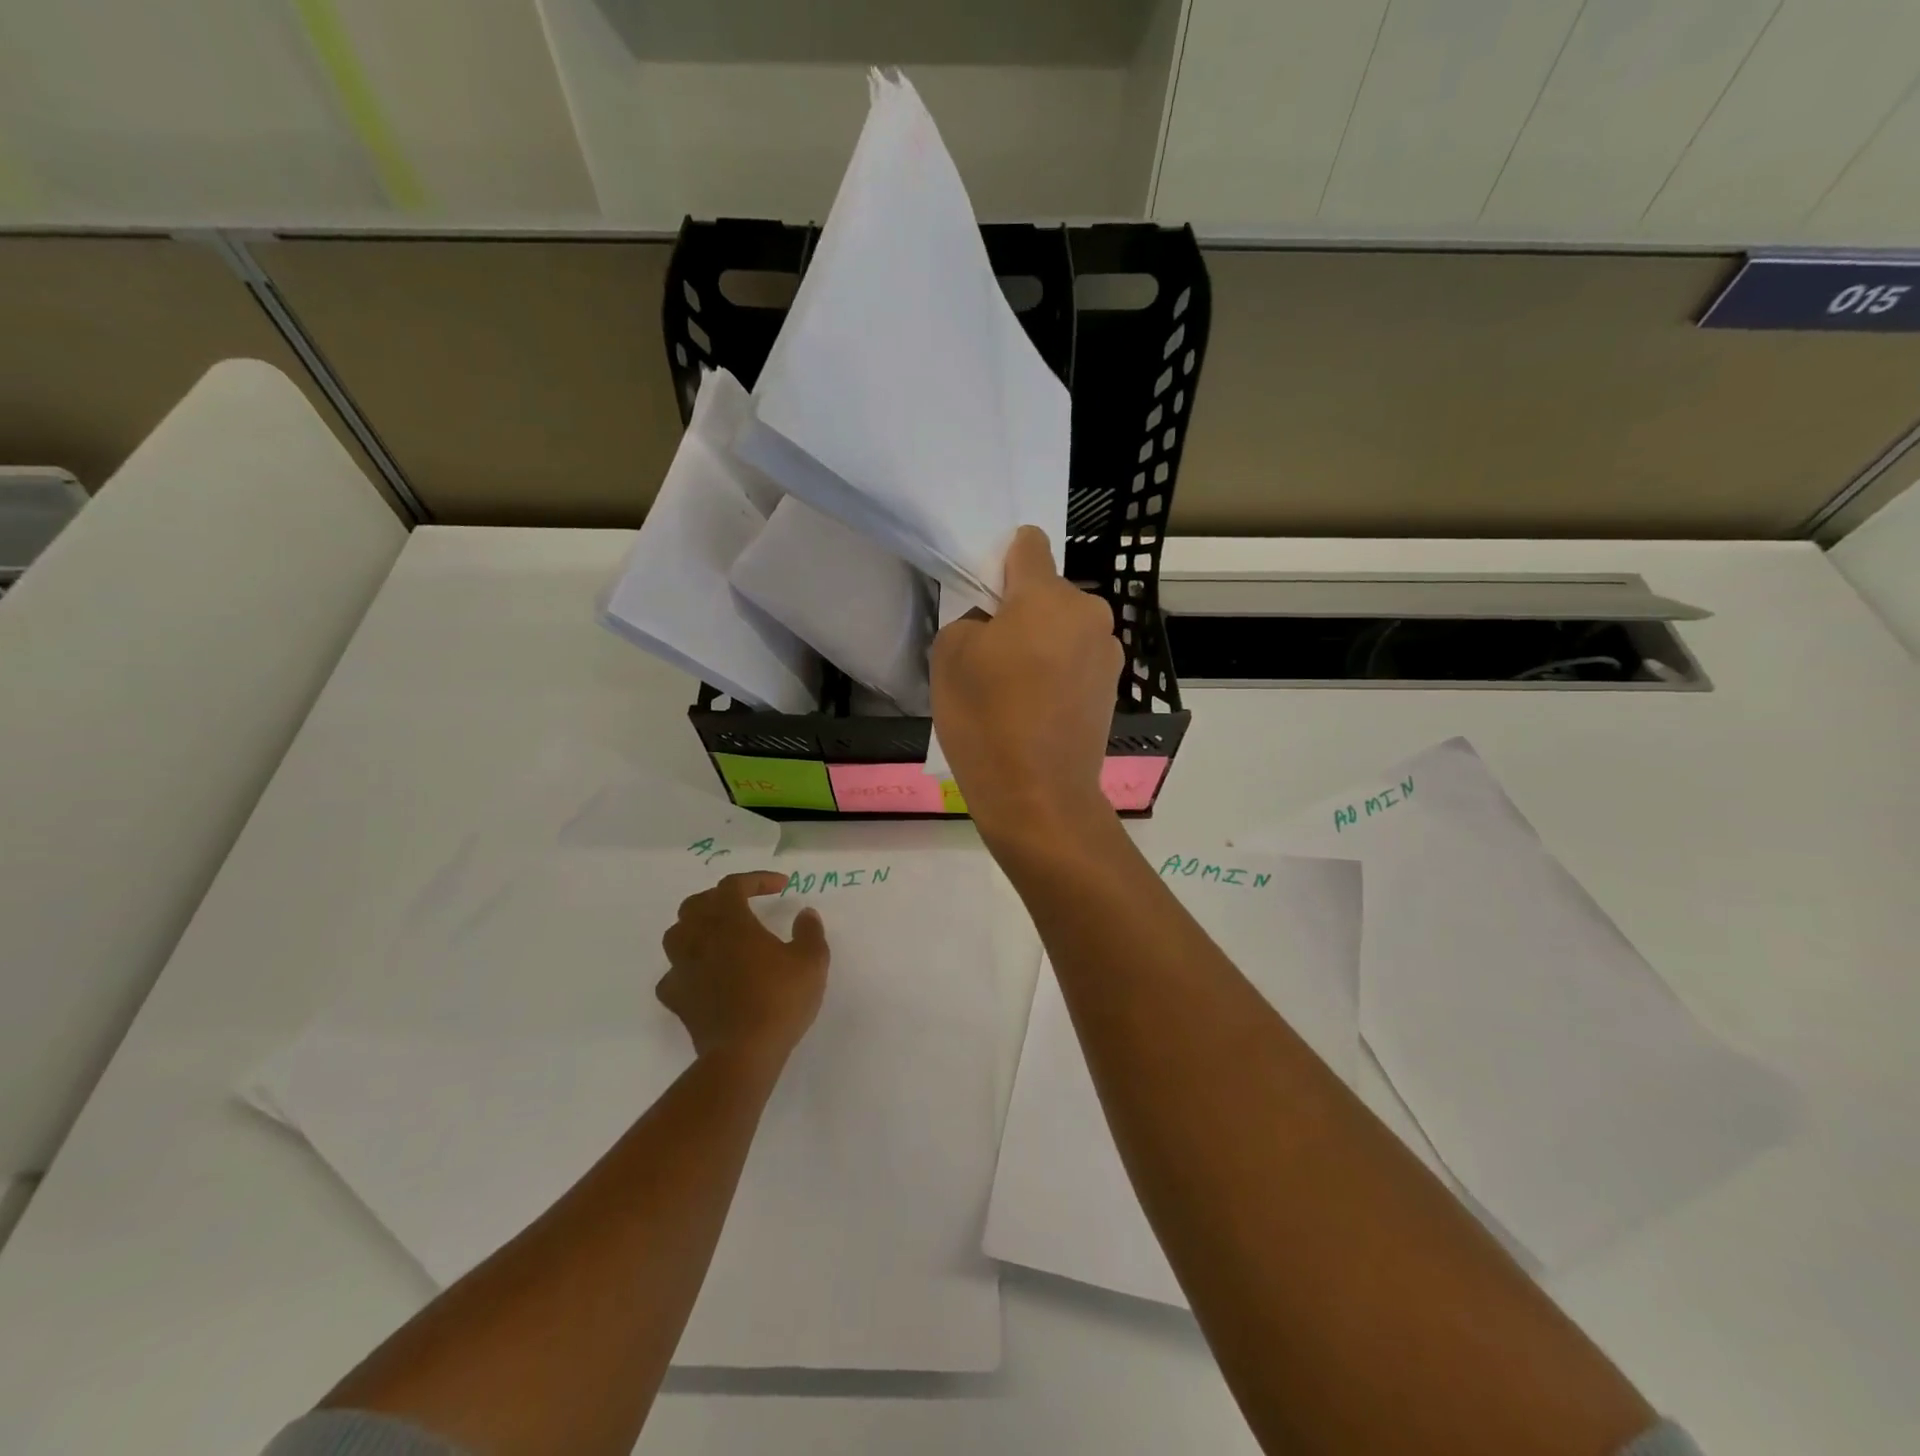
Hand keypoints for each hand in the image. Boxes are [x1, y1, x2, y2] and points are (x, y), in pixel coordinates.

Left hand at [659, 871, 828, 1067]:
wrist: (744, 1053)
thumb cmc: (779, 999)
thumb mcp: (811, 961)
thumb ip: (809, 931)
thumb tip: (805, 914)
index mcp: (731, 923)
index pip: (733, 885)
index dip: (756, 879)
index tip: (781, 887)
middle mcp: (701, 939)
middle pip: (696, 904)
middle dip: (719, 898)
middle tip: (743, 904)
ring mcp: (683, 970)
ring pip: (676, 934)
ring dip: (695, 927)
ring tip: (716, 934)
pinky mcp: (677, 999)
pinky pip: (673, 973)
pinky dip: (686, 967)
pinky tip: (702, 975)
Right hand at [931, 526, 1124, 849]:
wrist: (1038, 797)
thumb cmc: (986, 721)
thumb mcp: (948, 657)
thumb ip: (970, 619)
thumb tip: (994, 624)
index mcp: (1047, 596)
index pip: (1028, 544)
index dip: (1003, 560)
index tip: (986, 594)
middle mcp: (1088, 613)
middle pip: (1047, 592)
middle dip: (1021, 610)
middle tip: (993, 655)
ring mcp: (1108, 653)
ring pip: (1064, 629)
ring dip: (1042, 643)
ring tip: (1016, 690)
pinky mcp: (1113, 688)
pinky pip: (1077, 661)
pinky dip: (1058, 673)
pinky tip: (1037, 710)